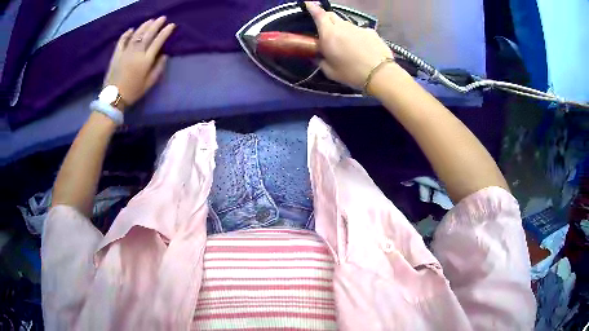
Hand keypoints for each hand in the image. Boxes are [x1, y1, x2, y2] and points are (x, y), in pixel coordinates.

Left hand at [103, 17, 175, 108]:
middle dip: (156, 24)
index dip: (165, 32)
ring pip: (136, 35)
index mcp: (145, 60)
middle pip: (148, 34)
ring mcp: (125, 52)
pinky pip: (122, 41)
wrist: (113, 98)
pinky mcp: (116, 54)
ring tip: (150, 20)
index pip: (158, 42)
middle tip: (162, 18)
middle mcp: (136, 53)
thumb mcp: (149, 84)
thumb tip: (164, 56)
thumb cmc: (133, 92)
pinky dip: (127, 34)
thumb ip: (158, 69)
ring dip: (144, 26)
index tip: (172, 25)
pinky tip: (131, 29)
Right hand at [306, 2, 393, 89]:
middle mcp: (343, 26)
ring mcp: (358, 27)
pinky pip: (360, 30)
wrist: (380, 73)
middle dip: (326, 18)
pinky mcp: (371, 32)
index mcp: (329, 33)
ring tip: (346, 43)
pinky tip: (362, 47)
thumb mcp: (330, 71)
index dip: (312, 8)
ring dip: (342, 29)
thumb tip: (317, 57)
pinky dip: (357, 36)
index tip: (309, 3)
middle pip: (331, 15)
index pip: (318, 14)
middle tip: (325, 28)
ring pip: (346, 24)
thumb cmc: (351, 73)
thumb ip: (321, 61)